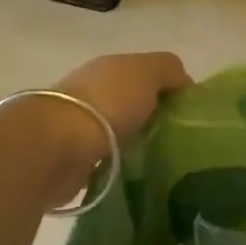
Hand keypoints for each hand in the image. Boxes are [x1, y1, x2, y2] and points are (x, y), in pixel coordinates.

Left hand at [55, 51, 192, 156]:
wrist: (57, 147)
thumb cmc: (108, 103)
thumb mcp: (147, 72)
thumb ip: (168, 70)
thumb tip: (182, 84)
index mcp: (109, 69)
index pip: (145, 75)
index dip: (168, 90)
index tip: (187, 114)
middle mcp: (92, 94)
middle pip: (131, 104)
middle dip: (152, 119)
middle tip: (178, 141)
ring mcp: (79, 128)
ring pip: (118, 133)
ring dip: (135, 145)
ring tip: (161, 162)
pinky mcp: (73, 160)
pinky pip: (105, 161)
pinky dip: (118, 166)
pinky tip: (136, 175)